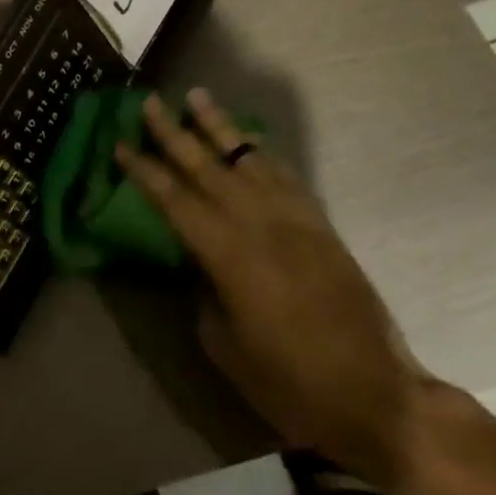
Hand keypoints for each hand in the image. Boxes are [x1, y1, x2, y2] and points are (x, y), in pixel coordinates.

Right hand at [115, 89, 437, 492]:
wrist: (375, 397)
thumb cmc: (287, 381)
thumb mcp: (223, 343)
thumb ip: (204, 290)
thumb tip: (198, 262)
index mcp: (229, 255)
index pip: (174, 200)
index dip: (144, 171)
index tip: (120, 144)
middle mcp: (261, 225)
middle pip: (208, 167)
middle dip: (174, 133)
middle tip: (149, 102)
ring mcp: (297, 221)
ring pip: (250, 160)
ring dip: (220, 128)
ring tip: (198, 97)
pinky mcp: (322, 227)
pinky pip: (286, 177)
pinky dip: (262, 154)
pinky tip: (248, 142)